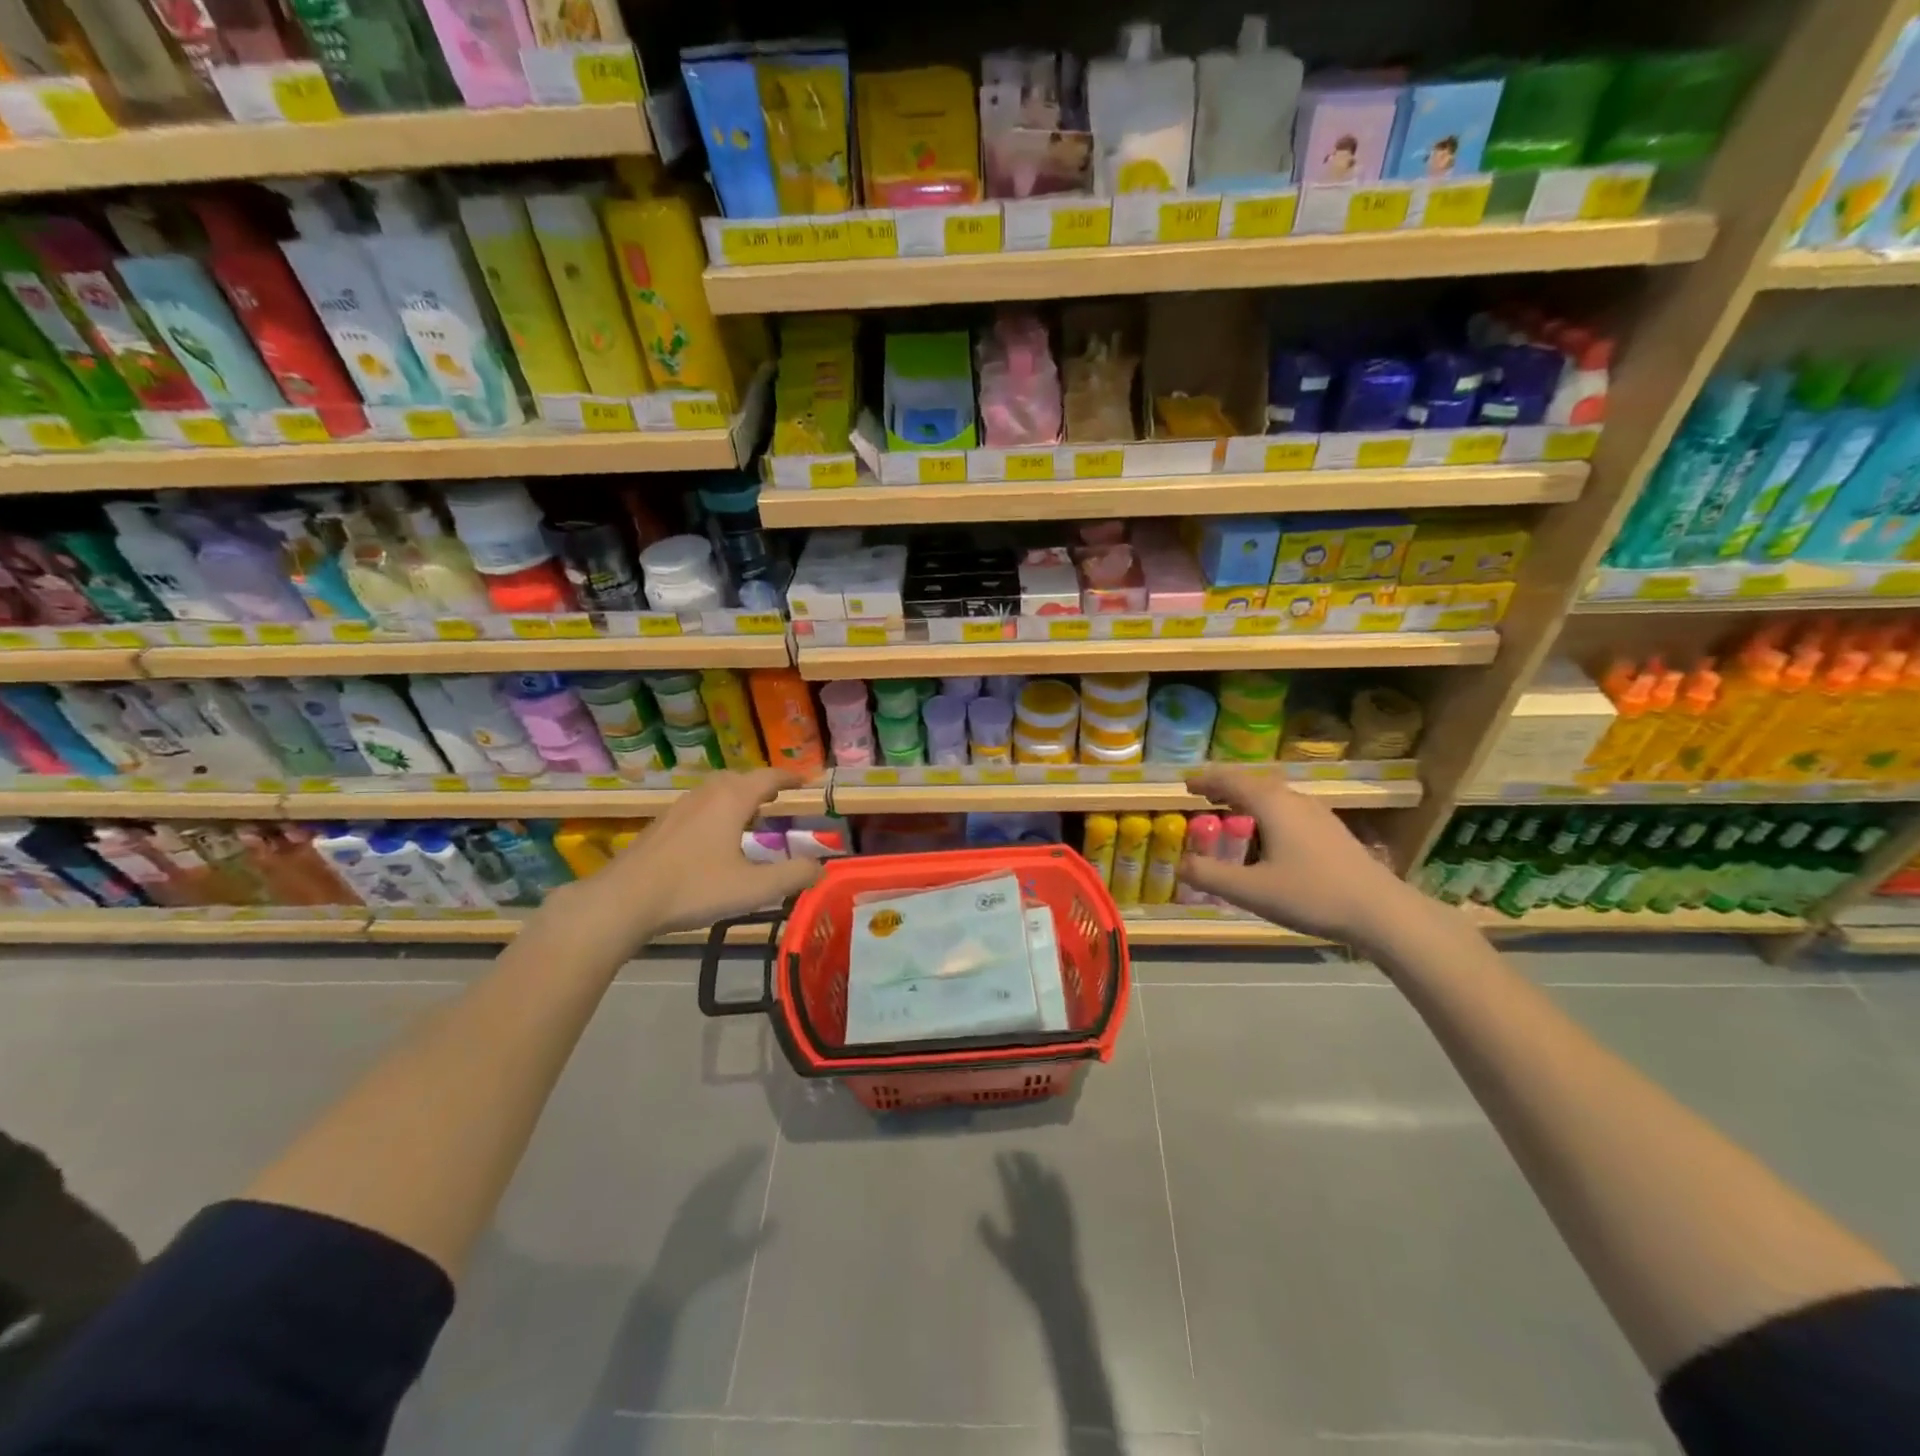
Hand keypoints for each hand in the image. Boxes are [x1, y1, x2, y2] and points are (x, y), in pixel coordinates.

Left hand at [567, 768, 823, 941]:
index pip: (767, 777)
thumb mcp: (753, 888)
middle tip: (777, 797)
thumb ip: (791, 876)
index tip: (806, 781)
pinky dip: (716, 810)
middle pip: (738, 778)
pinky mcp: (660, 827)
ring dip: (736, 797)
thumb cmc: (694, 889)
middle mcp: (705, 795)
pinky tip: (714, 839)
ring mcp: (679, 809)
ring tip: (749, 816)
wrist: (624, 900)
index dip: (789, 777)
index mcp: (732, 800)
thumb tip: (821, 867)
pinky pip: (698, 807)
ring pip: (714, 791)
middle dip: (761, 785)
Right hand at [1180, 766, 1427, 950]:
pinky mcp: (1332, 831)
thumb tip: (1179, 863)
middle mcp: (1294, 800)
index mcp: (1272, 804)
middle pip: (1253, 783)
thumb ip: (1210, 875)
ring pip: (1274, 795)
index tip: (1184, 784)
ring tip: (1230, 810)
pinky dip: (1266, 810)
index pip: (1230, 780)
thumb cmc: (1312, 895)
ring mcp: (1318, 814)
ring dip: (1247, 797)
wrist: (1382, 912)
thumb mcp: (1251, 890)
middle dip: (1225, 786)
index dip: (1205, 779)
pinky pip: (1288, 808)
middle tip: (1202, 795)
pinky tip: (1269, 833)